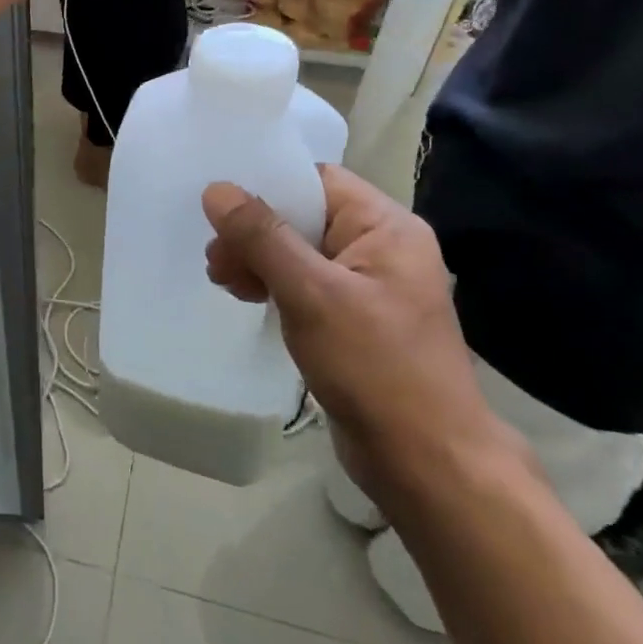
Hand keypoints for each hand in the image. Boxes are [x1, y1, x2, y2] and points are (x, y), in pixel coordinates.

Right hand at [201, 167, 521, 508]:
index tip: (218, 207)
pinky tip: (249, 299)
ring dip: (258, 260)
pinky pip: (306, 285)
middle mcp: (381, 248)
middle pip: (304, 217)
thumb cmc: (375, 367)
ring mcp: (369, 287)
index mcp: (386, 228)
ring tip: (224, 282)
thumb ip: (262, 237)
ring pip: (300, 252)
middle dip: (255, 232)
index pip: (317, 181)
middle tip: (216, 260)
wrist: (426, 461)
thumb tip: (217, 189)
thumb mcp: (311, 294)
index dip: (267, 186)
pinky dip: (274, 286)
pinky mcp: (355, 320)